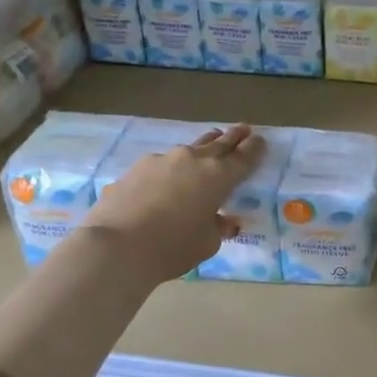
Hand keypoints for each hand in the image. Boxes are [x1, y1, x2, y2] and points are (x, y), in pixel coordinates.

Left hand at [86, 126, 266, 281]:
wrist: (116, 246)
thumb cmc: (172, 248)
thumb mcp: (207, 244)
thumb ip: (218, 227)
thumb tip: (223, 220)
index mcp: (218, 177)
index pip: (243, 157)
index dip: (254, 149)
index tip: (260, 140)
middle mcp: (193, 160)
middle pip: (219, 143)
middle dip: (233, 137)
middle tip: (243, 129)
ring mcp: (162, 160)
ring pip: (190, 149)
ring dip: (203, 147)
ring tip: (210, 143)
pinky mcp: (136, 168)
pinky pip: (163, 163)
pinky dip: (172, 168)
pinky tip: (168, 178)